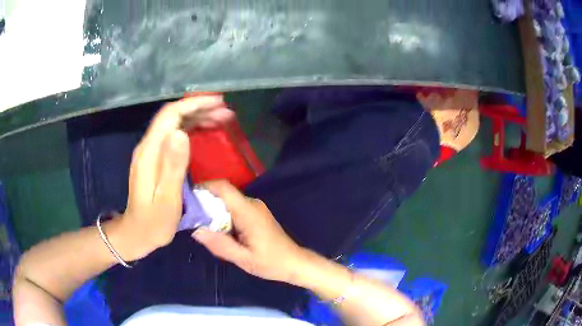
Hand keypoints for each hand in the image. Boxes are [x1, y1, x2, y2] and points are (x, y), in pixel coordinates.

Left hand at [112, 96, 233, 260]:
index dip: (194, 104)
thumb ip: (173, 166)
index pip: (171, 115)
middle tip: (226, 113)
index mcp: (150, 152)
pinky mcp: (155, 159)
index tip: (218, 102)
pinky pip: (174, 136)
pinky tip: (205, 133)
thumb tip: (181, 132)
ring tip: (221, 120)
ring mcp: (151, 152)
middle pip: (173, 116)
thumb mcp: (167, 199)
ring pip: (175, 124)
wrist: (137, 233)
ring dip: (197, 118)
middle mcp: (148, 146)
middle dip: (200, 109)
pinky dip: (191, 130)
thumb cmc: (154, 222)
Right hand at [192, 180, 306, 283]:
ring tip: (203, 227)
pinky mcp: (256, 213)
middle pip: (223, 194)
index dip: (204, 187)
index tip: (188, 199)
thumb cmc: (271, 262)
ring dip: (213, 211)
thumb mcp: (243, 259)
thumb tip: (196, 230)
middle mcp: (252, 204)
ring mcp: (255, 207)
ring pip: (227, 201)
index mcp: (248, 212)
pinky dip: (222, 216)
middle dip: (205, 203)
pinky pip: (234, 208)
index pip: (224, 188)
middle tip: (192, 219)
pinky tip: (219, 231)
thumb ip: (219, 245)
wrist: (294, 262)